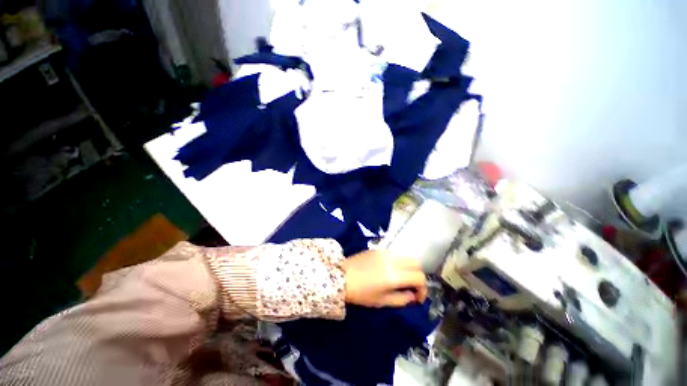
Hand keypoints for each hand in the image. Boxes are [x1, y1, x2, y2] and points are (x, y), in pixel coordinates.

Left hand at [341, 249, 426, 307]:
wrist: (341, 277)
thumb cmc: (361, 293)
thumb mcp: (382, 301)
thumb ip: (402, 299)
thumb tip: (413, 295)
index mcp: (395, 275)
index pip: (419, 277)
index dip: (423, 289)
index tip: (417, 298)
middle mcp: (393, 260)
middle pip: (416, 263)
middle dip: (418, 275)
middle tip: (411, 287)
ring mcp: (385, 252)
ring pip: (406, 256)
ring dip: (408, 267)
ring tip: (401, 278)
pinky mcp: (378, 249)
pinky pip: (395, 254)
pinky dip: (399, 262)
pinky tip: (389, 270)